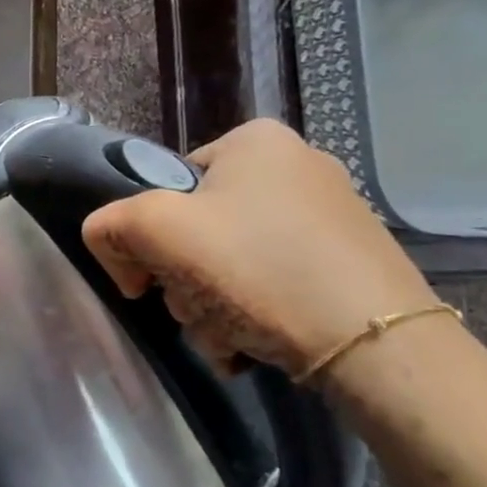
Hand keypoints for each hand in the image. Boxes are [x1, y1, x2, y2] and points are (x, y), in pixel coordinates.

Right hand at [81, 119, 437, 379]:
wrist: (377, 344)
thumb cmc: (259, 269)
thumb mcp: (156, 231)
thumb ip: (109, 225)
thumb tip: (120, 255)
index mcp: (254, 142)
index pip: (165, 187)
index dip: (147, 238)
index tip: (150, 282)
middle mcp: (296, 166)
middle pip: (198, 230)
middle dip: (184, 282)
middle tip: (195, 310)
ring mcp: (330, 215)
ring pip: (232, 263)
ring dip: (212, 307)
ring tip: (229, 337)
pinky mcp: (350, 261)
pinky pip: (273, 283)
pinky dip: (253, 314)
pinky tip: (256, 343)